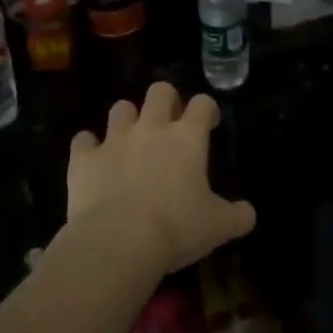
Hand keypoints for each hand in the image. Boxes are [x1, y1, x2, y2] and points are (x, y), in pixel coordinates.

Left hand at [67, 82, 256, 273]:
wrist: (118, 242)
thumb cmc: (175, 228)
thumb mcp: (218, 227)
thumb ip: (238, 216)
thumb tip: (249, 213)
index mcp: (188, 137)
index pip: (202, 103)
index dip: (207, 109)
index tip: (208, 124)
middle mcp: (152, 128)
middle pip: (160, 90)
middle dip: (166, 101)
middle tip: (169, 124)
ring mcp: (115, 140)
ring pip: (121, 108)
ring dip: (127, 119)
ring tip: (130, 140)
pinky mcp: (85, 159)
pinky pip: (83, 140)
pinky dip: (88, 147)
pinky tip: (93, 161)